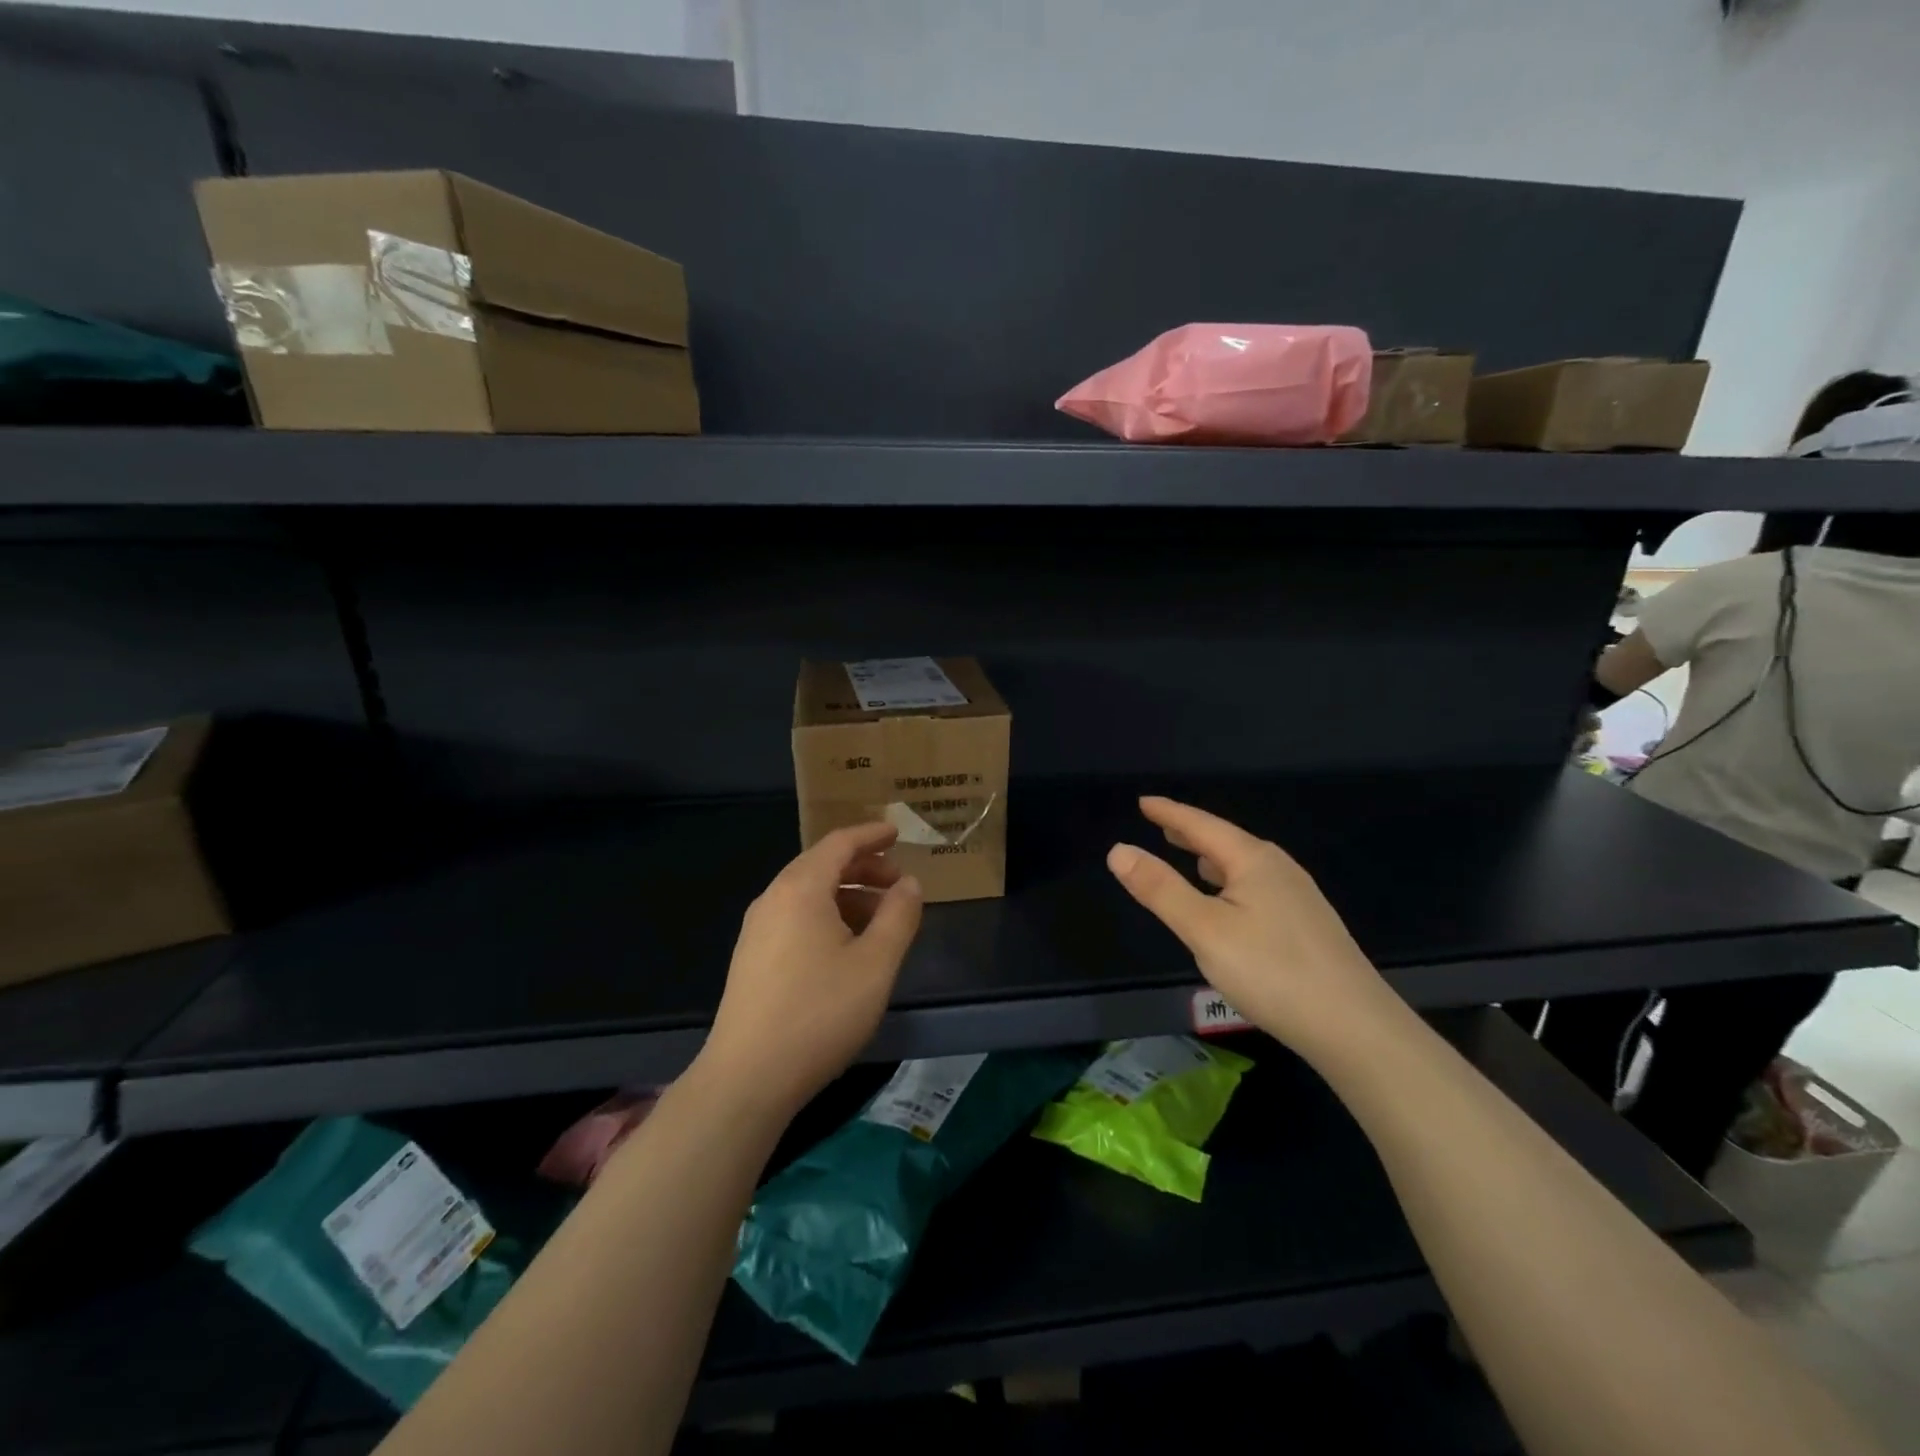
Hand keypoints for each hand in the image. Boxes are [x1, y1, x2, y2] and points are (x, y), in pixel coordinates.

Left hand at [698, 823, 923, 1118]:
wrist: (747, 1078)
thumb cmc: (819, 1013)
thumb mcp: (875, 964)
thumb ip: (898, 916)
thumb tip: (910, 884)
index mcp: (801, 889)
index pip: (839, 843)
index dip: (871, 835)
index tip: (898, 832)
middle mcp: (773, 899)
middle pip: (822, 865)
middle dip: (863, 867)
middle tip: (899, 883)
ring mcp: (757, 930)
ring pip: (808, 895)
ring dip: (847, 895)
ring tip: (880, 919)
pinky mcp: (751, 958)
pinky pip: (795, 918)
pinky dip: (827, 916)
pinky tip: (847, 948)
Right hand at [1107, 796, 1400, 1061]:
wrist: (1355, 1028)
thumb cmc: (1272, 971)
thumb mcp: (1204, 929)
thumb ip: (1160, 889)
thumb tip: (1119, 850)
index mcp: (1253, 860)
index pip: (1201, 825)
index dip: (1169, 812)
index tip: (1144, 801)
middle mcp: (1279, 869)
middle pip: (1226, 841)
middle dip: (1191, 832)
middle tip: (1161, 825)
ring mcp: (1299, 897)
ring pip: (1244, 866)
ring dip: (1212, 858)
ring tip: (1191, 858)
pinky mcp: (1308, 926)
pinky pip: (1257, 886)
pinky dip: (1231, 882)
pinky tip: (1230, 903)